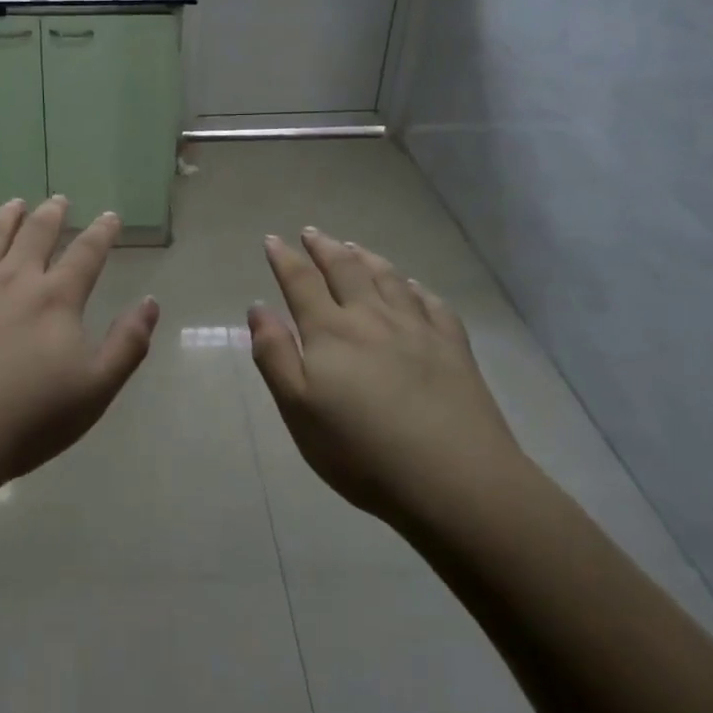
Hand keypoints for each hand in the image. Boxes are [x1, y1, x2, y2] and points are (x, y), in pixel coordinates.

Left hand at [0, 196, 160, 490]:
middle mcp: (13, 279)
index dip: (101, 233)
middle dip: (52, 214)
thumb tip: (150, 301)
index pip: (86, 254)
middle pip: (36, 234)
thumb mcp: (96, 390)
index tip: (110, 216)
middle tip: (58, 200)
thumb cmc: (27, 420)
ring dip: (5, 217)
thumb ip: (127, 343)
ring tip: (14, 204)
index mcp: (56, 299)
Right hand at [247, 227, 523, 524]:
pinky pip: (431, 303)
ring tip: (354, 247)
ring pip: (388, 278)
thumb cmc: (362, 451)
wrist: (454, 479)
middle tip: (311, 233)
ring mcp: (417, 328)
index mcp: (331, 332)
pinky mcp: (453, 346)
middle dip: (325, 248)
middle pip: (345, 270)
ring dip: (366, 258)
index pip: (301, 283)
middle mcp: (372, 317)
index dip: (285, 259)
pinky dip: (414, 288)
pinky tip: (411, 287)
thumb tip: (258, 308)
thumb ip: (274, 355)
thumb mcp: (299, 410)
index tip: (273, 240)